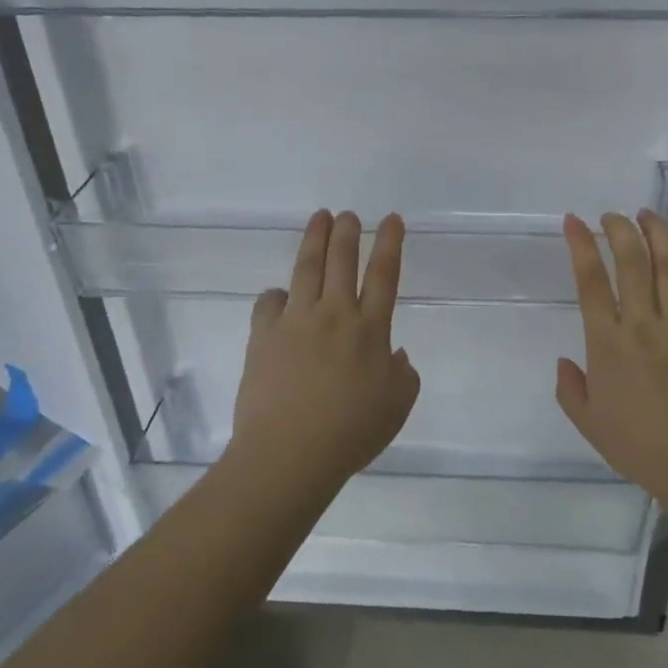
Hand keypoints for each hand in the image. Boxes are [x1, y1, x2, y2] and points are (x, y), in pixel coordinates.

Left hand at [229, 210, 420, 492]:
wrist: (290, 452)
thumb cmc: (351, 432)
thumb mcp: (396, 407)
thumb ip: (403, 375)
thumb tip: (396, 354)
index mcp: (371, 329)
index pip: (384, 274)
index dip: (389, 243)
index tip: (391, 219)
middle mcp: (334, 315)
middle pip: (342, 260)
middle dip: (347, 231)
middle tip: (348, 214)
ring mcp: (296, 321)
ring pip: (306, 268)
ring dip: (314, 239)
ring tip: (318, 218)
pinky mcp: (264, 336)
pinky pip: (269, 303)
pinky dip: (276, 295)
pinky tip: (279, 295)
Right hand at [556, 210, 667, 505]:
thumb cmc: (640, 447)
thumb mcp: (589, 424)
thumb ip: (570, 389)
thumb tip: (564, 361)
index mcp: (607, 343)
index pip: (590, 282)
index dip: (581, 246)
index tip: (574, 221)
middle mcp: (642, 323)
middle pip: (630, 261)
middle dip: (618, 230)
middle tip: (611, 216)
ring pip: (666, 264)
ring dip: (655, 232)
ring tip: (645, 213)